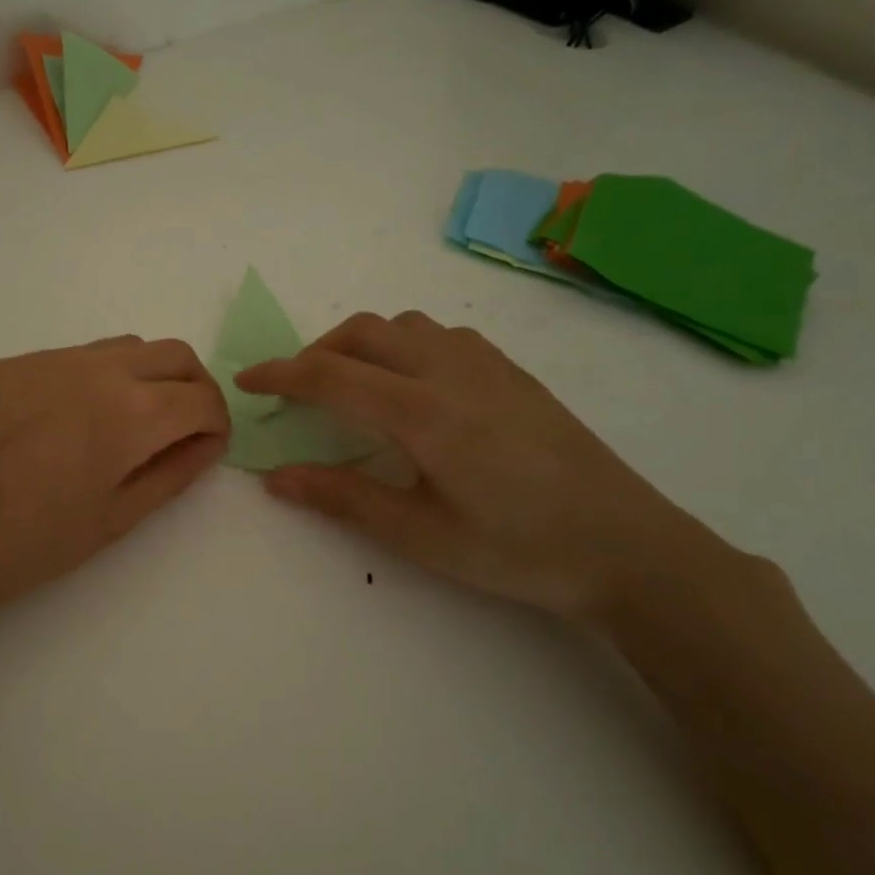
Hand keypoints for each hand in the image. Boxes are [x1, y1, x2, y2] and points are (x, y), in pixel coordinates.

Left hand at [0, 337, 229, 641]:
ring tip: (128, 423)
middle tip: (182, 429)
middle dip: (194, 388)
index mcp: (132, 412)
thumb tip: (205, 443)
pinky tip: (70, 422)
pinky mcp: (11, 363)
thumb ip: (172, 473)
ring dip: (147, 375)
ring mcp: (50, 359)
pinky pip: (75, 356)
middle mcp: (98, 368)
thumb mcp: (115, 519)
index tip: (207, 447)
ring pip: (125, 347)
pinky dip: (98, 377)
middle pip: (174, 354)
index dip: (217, 423)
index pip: (203, 398)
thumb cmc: (29, 545)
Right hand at [236, 312, 734, 621]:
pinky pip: (440, 334)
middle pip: (364, 332)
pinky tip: (411, 387)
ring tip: (350, 386)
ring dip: (361, 344)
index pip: (331, 375)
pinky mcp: (513, 372)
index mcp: (424, 412)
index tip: (246, 382)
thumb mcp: (420, 535)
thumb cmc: (517, 549)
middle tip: (296, 392)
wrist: (628, 547)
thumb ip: (343, 498)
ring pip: (404, 325)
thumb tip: (275, 477)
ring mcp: (488, 365)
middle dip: (316, 352)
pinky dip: (402, 345)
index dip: (280, 374)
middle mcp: (452, 371)